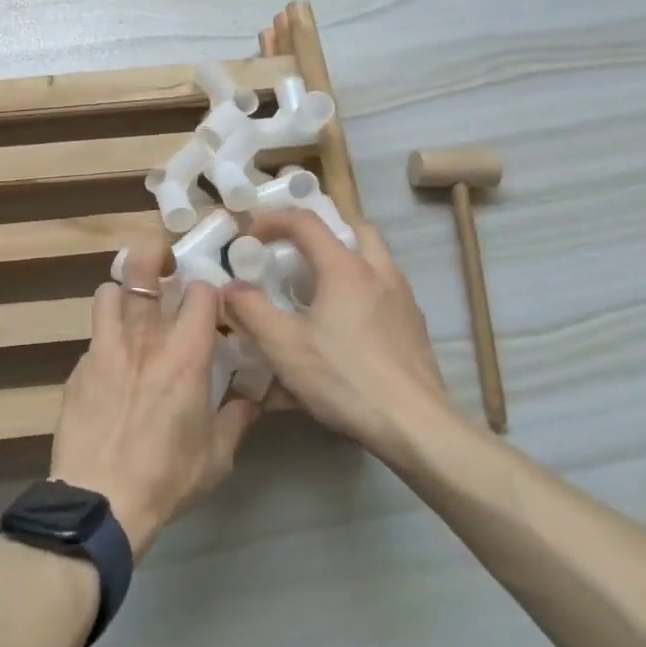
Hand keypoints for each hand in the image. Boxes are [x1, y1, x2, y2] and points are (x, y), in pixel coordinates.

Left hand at [49, 242, 260, 558]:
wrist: (100, 500)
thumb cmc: (167, 478)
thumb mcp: (217, 456)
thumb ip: (236, 418)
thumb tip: (251, 397)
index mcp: (185, 355)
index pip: (200, 292)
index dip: (209, 289)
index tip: (212, 301)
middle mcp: (144, 339)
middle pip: (143, 269)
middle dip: (154, 254)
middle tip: (164, 264)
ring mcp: (105, 349)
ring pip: (108, 291)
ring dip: (123, 293)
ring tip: (133, 310)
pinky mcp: (79, 368)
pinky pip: (94, 336)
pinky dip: (107, 339)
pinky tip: (114, 368)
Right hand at [223, 210, 459, 457]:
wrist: (415, 425)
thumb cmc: (344, 378)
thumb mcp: (283, 346)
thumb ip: (250, 310)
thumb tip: (230, 288)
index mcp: (345, 268)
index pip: (305, 222)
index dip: (272, 221)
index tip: (250, 237)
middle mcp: (379, 272)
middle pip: (352, 229)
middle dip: (320, 233)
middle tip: (295, 254)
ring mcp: (403, 298)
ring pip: (373, 259)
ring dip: (343, 261)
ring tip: (316, 292)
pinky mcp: (414, 325)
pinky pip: (384, 290)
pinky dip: (360, 290)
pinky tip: (345, 327)